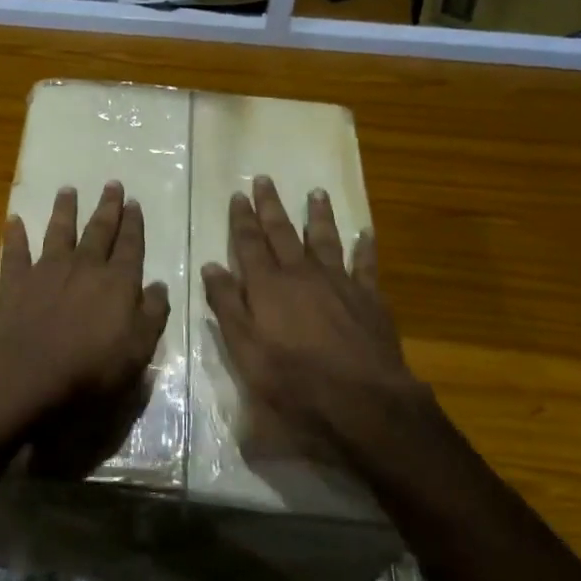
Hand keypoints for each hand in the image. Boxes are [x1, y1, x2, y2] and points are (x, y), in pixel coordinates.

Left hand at [0, 183, 170, 429]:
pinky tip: (13, 220)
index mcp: (118, 282)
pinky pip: (15, 252)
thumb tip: (159, 286)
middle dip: (107, 208)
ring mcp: (47, 270)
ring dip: (65, 210)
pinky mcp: (15, 282)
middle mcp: (85, 267)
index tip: (134, 203)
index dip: (133, 224)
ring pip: (59, 232)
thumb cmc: (91, 369)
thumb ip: (152, 315)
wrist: (29, 374)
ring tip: (68, 190)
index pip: (131, 246)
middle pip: (99, 231)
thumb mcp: (138, 350)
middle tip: (112, 184)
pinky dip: (14, 235)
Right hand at [201, 177, 433, 467]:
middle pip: (283, 233)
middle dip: (271, 206)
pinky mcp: (369, 298)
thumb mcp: (245, 351)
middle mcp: (302, 275)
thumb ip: (227, 307)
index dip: (242, 220)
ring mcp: (339, 283)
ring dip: (318, 215)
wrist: (361, 401)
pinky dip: (365, 247)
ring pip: (325, 239)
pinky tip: (366, 233)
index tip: (238, 195)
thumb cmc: (293, 382)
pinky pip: (366, 264)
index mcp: (268, 287)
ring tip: (315, 193)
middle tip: (264, 179)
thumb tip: (212, 267)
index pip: (250, 244)